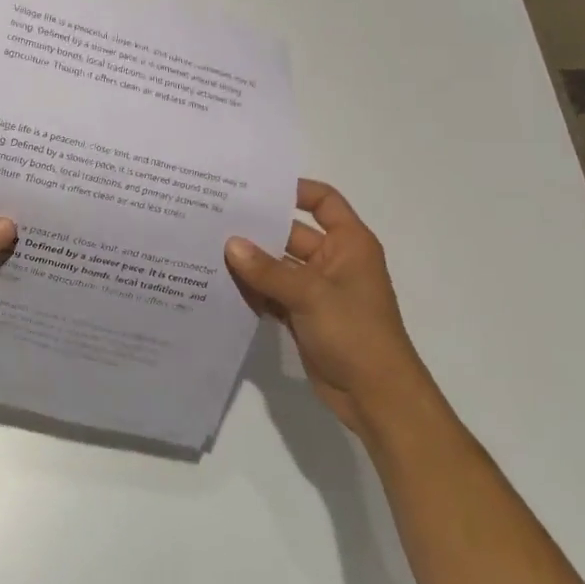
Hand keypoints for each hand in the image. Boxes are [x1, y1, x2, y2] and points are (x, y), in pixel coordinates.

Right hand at [225, 179, 417, 431]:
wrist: (377, 396)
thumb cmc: (355, 332)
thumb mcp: (310, 294)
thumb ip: (267, 270)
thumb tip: (230, 244)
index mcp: (349, 244)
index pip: (323, 202)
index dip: (295, 190)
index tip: (255, 188)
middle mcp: (333, 261)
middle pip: (291, 233)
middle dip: (258, 228)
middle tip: (215, 217)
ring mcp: (317, 290)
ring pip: (278, 266)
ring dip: (251, 261)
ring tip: (207, 247)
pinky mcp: (303, 316)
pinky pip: (273, 293)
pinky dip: (253, 290)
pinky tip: (220, 283)